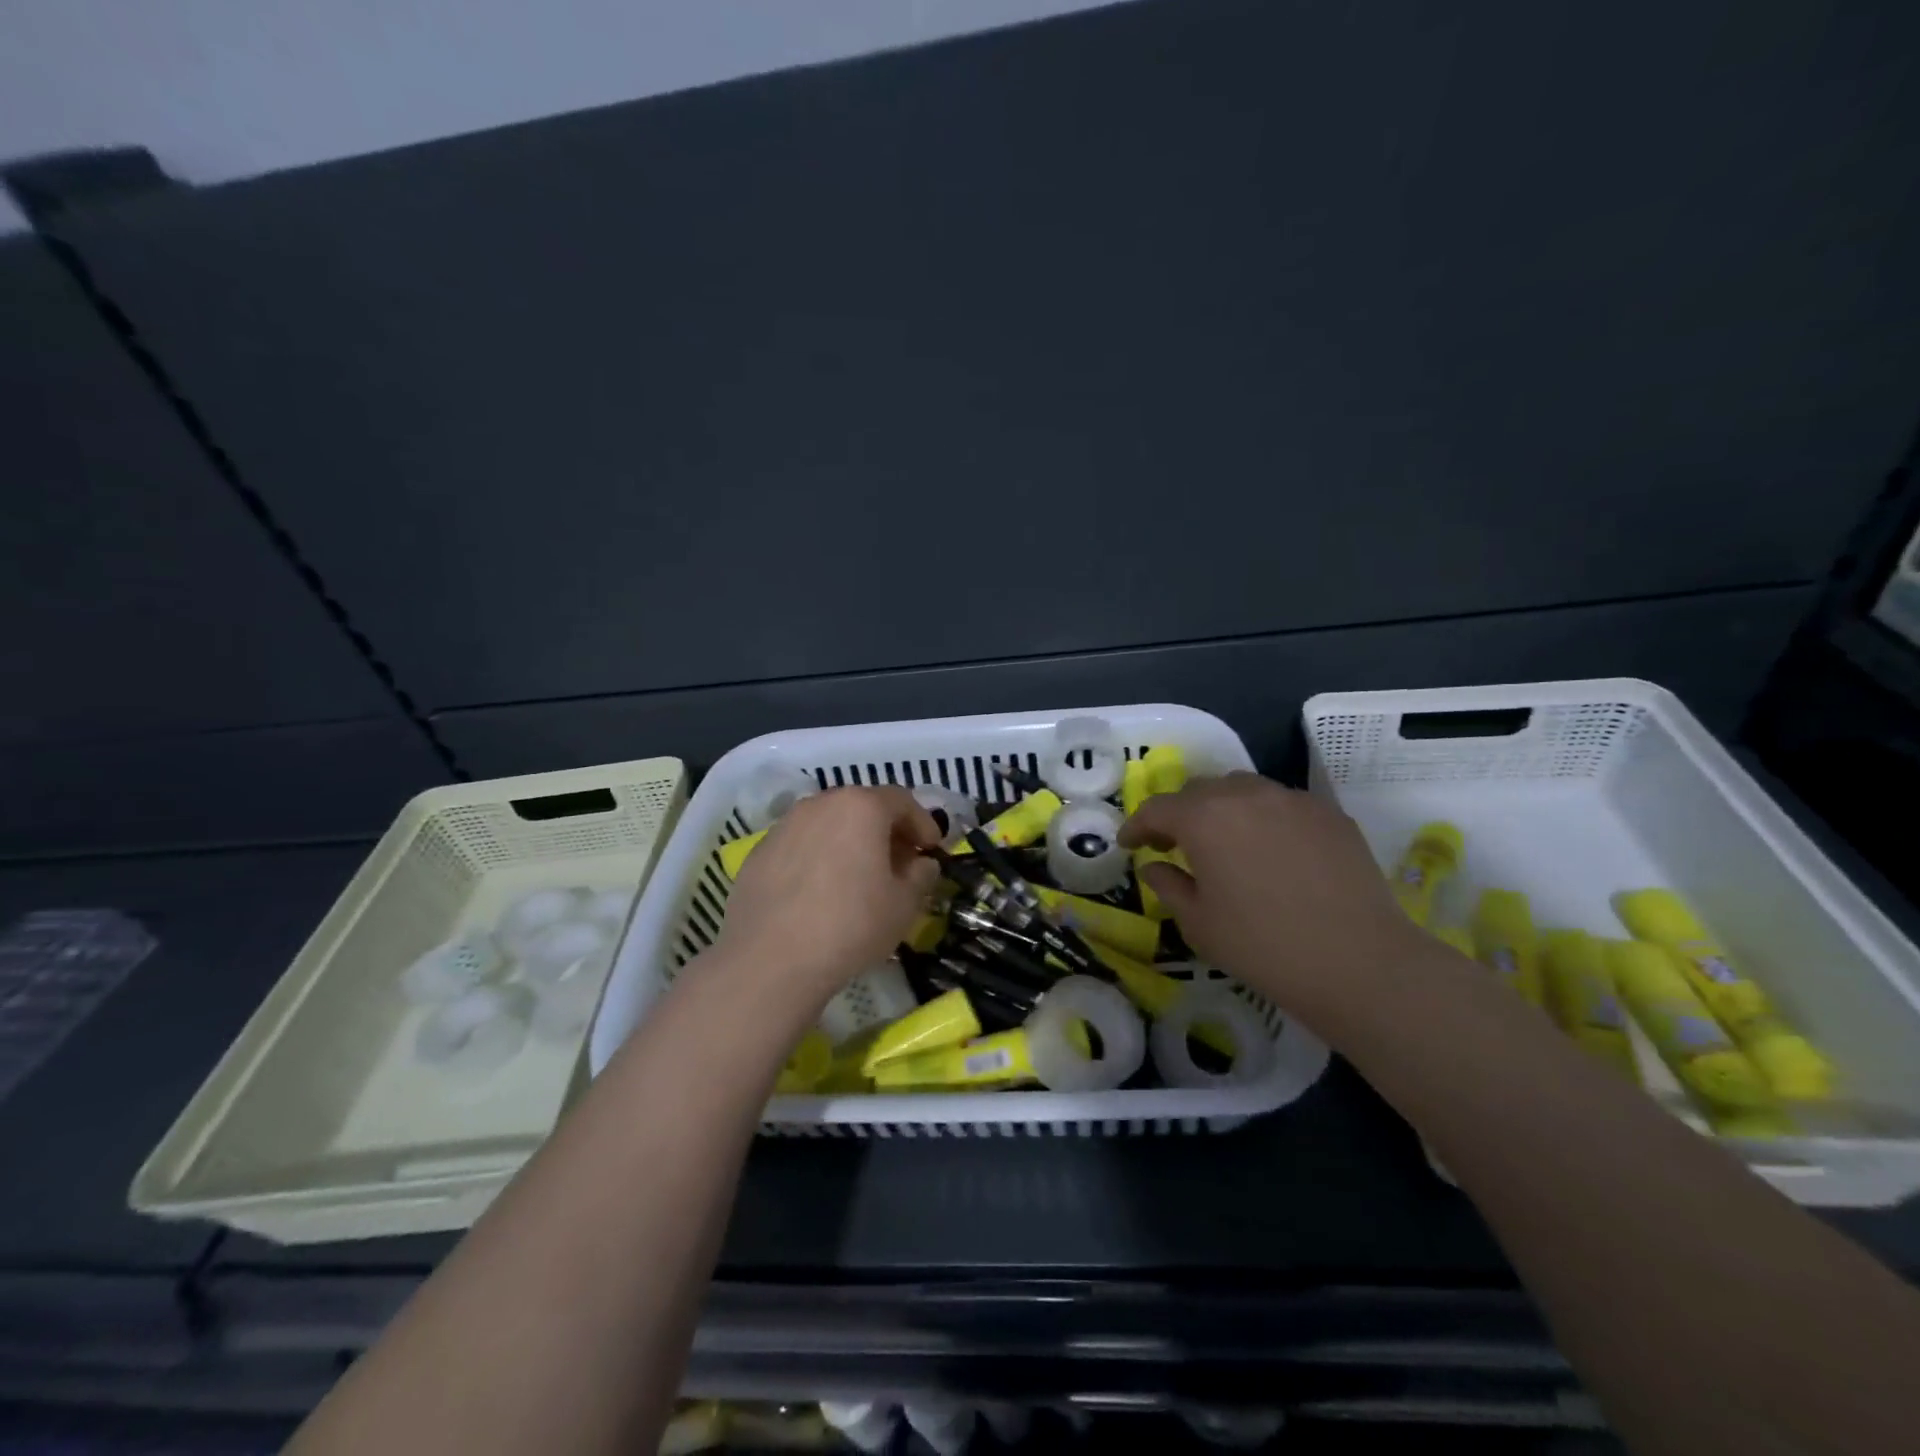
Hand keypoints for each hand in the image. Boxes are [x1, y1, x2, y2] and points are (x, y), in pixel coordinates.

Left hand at [717, 786, 940, 1005]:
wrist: (770, 960)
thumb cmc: (851, 925)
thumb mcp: (904, 905)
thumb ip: (921, 876)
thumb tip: (922, 864)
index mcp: (861, 807)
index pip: (902, 801)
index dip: (922, 823)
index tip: (931, 850)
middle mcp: (820, 804)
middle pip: (862, 807)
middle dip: (885, 831)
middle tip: (899, 863)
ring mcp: (784, 826)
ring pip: (828, 824)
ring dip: (849, 842)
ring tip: (858, 878)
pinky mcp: (759, 852)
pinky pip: (800, 846)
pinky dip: (818, 858)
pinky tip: (819, 893)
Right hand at [1118, 773, 1425, 1019]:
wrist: (1359, 962)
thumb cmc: (1263, 946)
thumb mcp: (1199, 924)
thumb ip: (1168, 886)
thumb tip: (1155, 866)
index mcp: (1204, 818)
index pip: (1157, 808)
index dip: (1137, 825)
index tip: (1128, 844)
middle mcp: (1246, 795)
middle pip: (1200, 790)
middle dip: (1180, 813)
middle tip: (1174, 845)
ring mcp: (1292, 800)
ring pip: (1243, 789)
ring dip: (1223, 809)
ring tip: (1225, 842)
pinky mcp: (1329, 814)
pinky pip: (1283, 804)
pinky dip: (1264, 818)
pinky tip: (1272, 852)